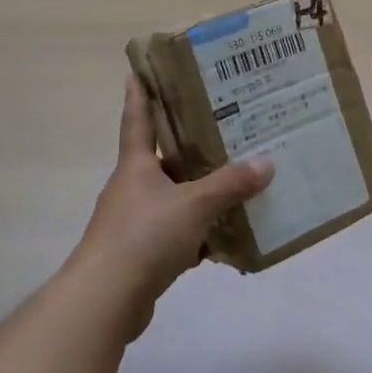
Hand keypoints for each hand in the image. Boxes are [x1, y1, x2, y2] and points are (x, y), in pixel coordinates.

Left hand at [66, 76, 273, 339]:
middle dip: (189, 148)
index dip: (139, 96)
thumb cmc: (144, 237)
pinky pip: (177, 235)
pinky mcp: (141, 255)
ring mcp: (134, 223)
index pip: (138, 120)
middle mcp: (132, 189)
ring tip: (236, 184)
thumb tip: (266, 162)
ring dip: (199, 195)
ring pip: (174, 200)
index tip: (138, 71)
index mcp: (136, 166)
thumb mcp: (193, 205)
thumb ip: (230, 185)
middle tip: (223, 130)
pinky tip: (226, 238)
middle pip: (163, 161)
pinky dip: (199, 235)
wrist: (105, 301)